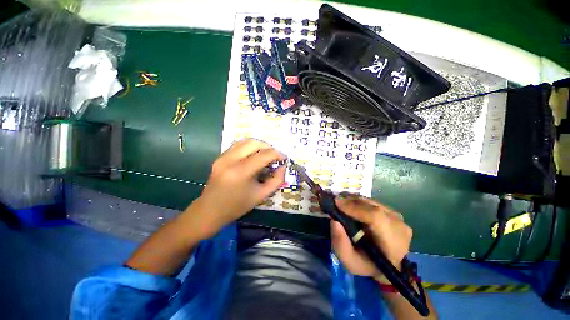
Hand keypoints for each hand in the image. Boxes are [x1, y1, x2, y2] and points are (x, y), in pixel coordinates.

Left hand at [190, 138, 285, 237]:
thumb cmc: (237, 206)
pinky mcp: (219, 157)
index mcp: (241, 172)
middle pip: (254, 143)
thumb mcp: (261, 195)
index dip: (277, 154)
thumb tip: (283, 167)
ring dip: (259, 145)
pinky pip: (237, 145)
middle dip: (268, 147)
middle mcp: (230, 160)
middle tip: (274, 156)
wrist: (210, 211)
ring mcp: (222, 157)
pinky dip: (248, 147)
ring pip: (245, 141)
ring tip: (265, 155)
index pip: (264, 155)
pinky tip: (253, 156)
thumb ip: (276, 180)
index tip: (283, 158)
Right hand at [331, 195, 411, 283]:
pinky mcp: (394, 213)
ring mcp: (398, 218)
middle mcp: (399, 227)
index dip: (355, 208)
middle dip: (351, 202)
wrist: (387, 266)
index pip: (376, 218)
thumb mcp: (350, 262)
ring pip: (372, 202)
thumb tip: (334, 221)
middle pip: (373, 207)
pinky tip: (352, 206)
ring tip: (342, 204)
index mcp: (392, 244)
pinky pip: (373, 203)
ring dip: (355, 201)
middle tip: (336, 202)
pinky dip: (360, 202)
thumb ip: (340, 244)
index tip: (337, 203)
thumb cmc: (368, 266)